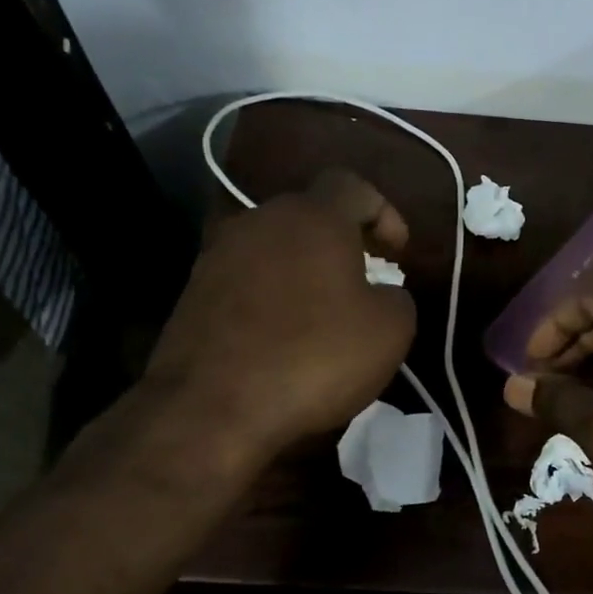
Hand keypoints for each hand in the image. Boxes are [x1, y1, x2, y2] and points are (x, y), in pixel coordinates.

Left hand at [143, 170, 415, 461]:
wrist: (211, 408)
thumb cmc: (314, 357)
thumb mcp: (391, 331)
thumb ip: (399, 298)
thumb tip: (383, 293)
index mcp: (313, 217)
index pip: (354, 185)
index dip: (385, 214)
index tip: (398, 255)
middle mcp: (260, 221)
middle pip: (310, 215)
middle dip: (344, 244)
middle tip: (366, 283)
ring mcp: (218, 255)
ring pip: (276, 249)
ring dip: (306, 272)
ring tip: (324, 316)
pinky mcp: (193, 293)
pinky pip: (248, 282)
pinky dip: (273, 298)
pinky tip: (284, 339)